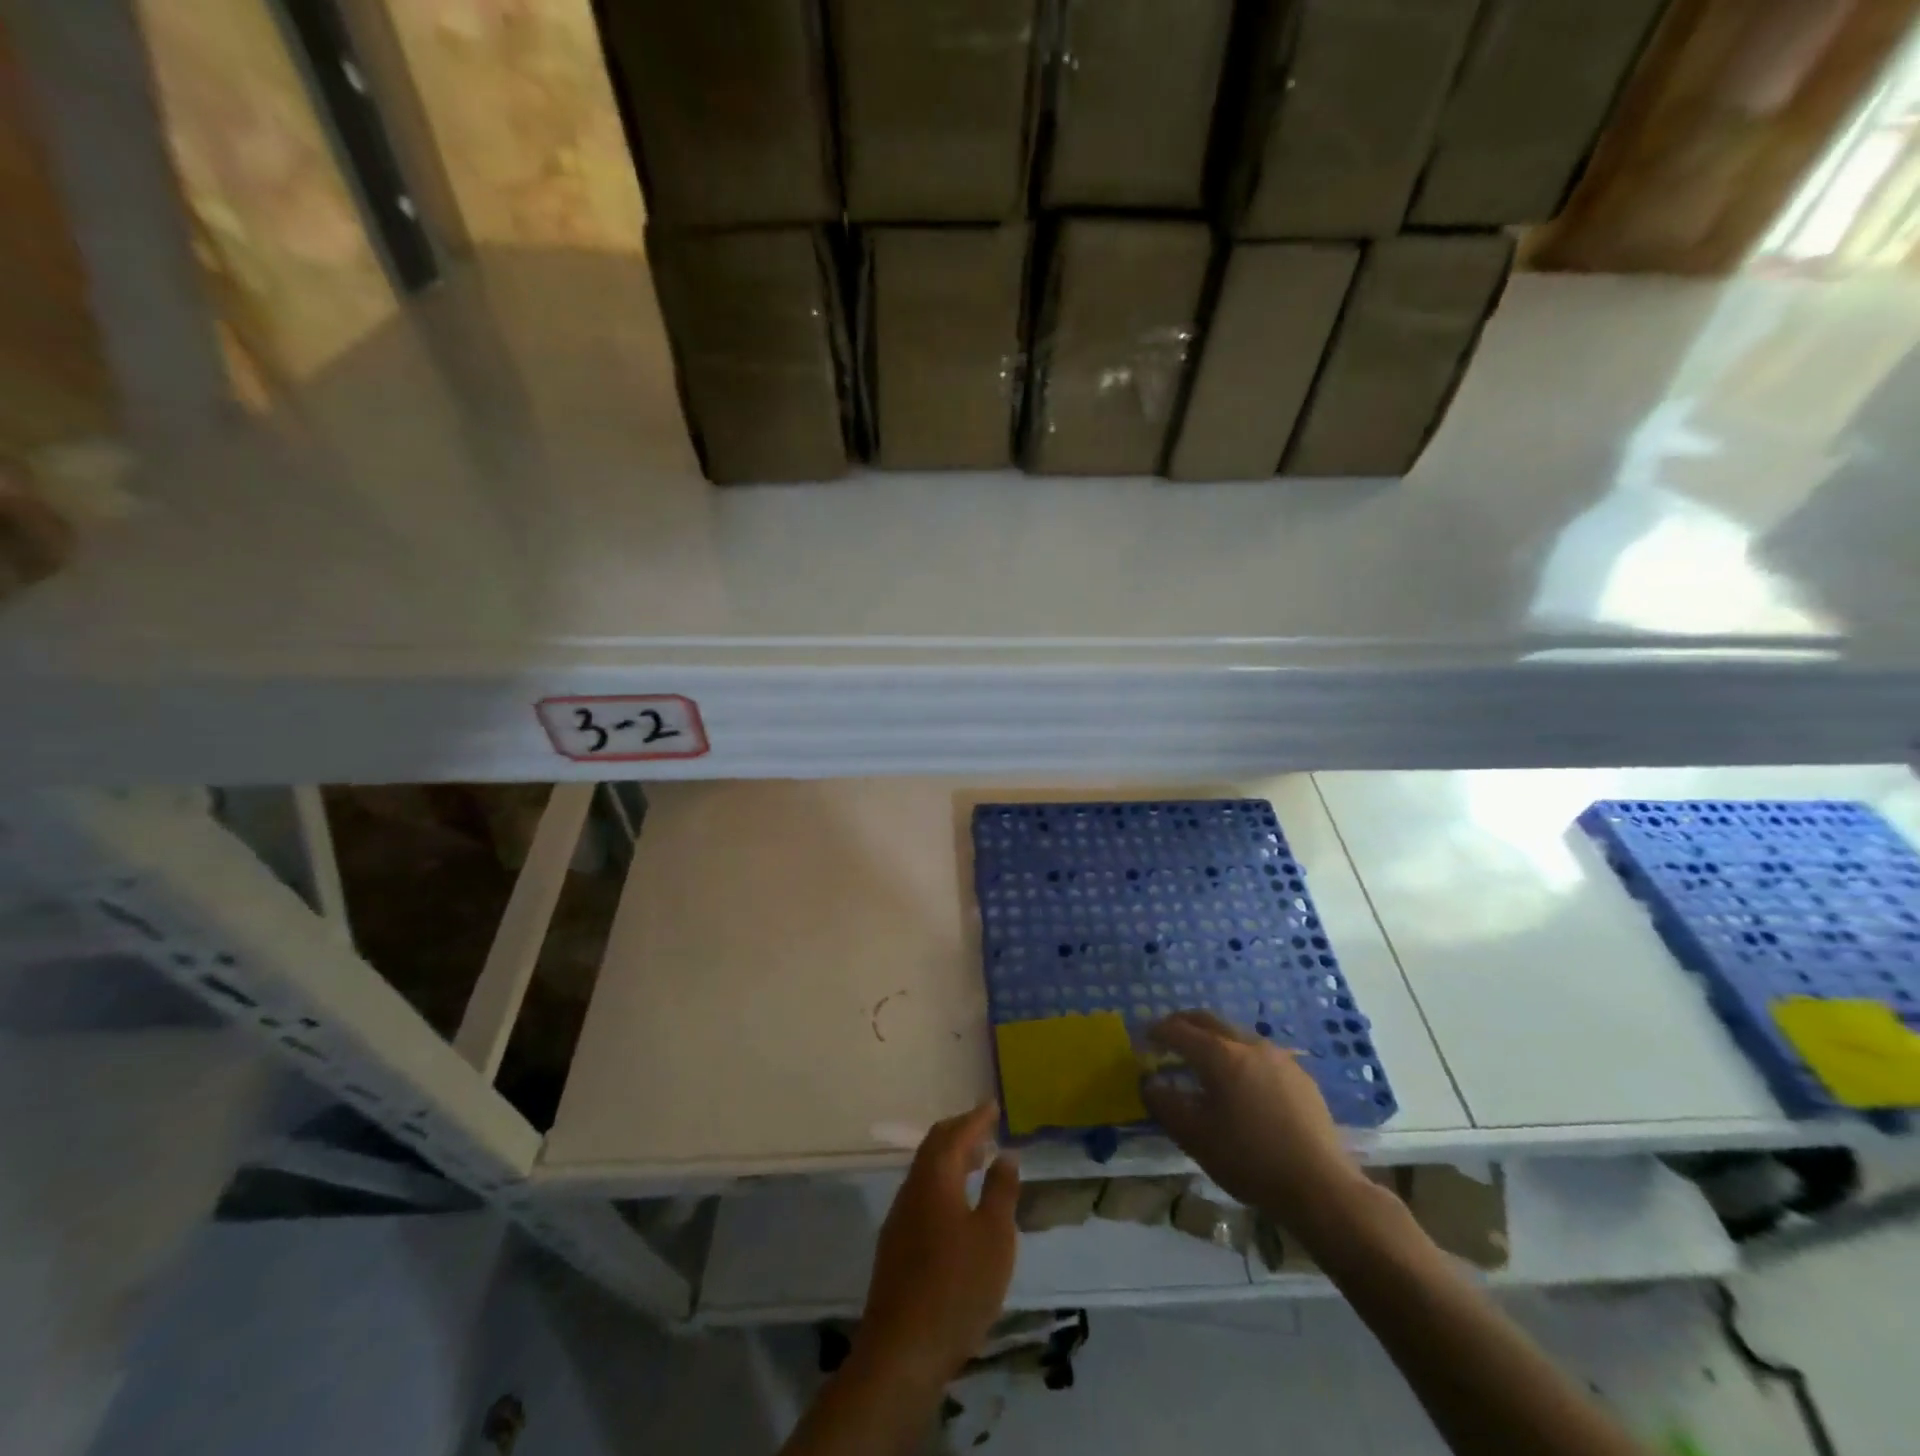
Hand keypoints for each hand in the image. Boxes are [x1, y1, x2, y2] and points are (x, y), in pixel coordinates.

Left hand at [858, 1103, 1019, 1385]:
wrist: (901, 1352)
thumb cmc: (956, 1288)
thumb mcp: (994, 1238)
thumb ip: (1001, 1191)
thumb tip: (1005, 1155)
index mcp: (935, 1178)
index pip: (954, 1134)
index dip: (976, 1119)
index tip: (992, 1107)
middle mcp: (912, 1189)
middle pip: (934, 1147)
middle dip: (959, 1133)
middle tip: (985, 1130)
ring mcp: (900, 1218)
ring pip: (926, 1172)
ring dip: (950, 1160)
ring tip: (977, 1163)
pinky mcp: (896, 1246)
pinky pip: (922, 1194)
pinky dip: (943, 1184)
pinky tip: (957, 1206)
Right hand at [1141, 1010, 1373, 1234]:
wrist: (1321, 1187)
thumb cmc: (1250, 1160)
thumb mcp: (1196, 1137)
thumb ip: (1166, 1105)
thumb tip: (1149, 1084)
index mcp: (1219, 1055)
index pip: (1178, 1030)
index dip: (1157, 1031)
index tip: (1143, 1039)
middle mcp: (1248, 1044)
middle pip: (1208, 1020)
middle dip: (1183, 1024)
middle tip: (1167, 1037)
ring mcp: (1278, 1057)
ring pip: (1235, 1033)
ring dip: (1212, 1038)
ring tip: (1202, 1060)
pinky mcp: (1299, 1075)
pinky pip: (1259, 1052)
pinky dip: (1238, 1055)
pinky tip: (1240, 1082)